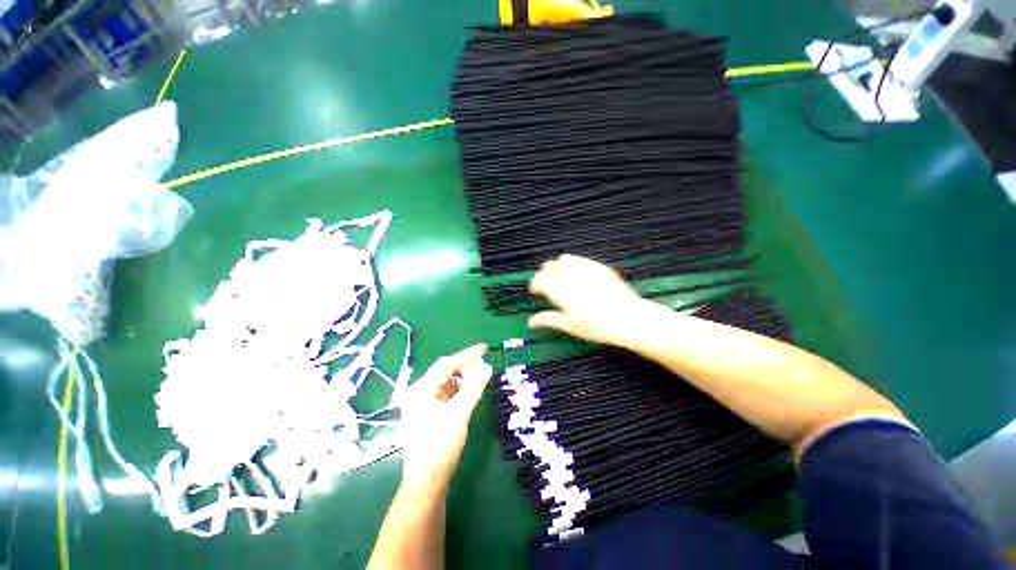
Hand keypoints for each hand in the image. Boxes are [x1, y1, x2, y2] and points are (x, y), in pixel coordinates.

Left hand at [396, 344, 492, 493]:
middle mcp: (419, 393)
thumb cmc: (440, 446)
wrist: (427, 482)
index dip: (467, 355)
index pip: (446, 365)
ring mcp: (422, 403)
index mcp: (421, 390)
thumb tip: (487, 367)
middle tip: (483, 360)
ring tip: (479, 372)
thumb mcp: (459, 414)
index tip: (484, 347)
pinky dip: (458, 388)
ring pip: (445, 382)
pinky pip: (446, 393)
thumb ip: (473, 388)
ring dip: (462, 376)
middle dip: (464, 365)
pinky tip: (469, 388)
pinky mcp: (429, 413)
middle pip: (444, 371)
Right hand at [528, 254, 654, 346]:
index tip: (536, 292)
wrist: (628, 318)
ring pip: (563, 259)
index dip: (534, 285)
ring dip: (558, 267)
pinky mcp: (598, 266)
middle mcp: (569, 274)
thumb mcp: (570, 325)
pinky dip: (574, 264)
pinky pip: (580, 259)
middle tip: (548, 287)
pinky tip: (579, 276)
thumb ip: (548, 319)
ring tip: (563, 279)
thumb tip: (531, 322)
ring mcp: (584, 267)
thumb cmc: (596, 325)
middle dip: (545, 274)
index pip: (538, 279)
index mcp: (558, 289)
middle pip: (548, 266)